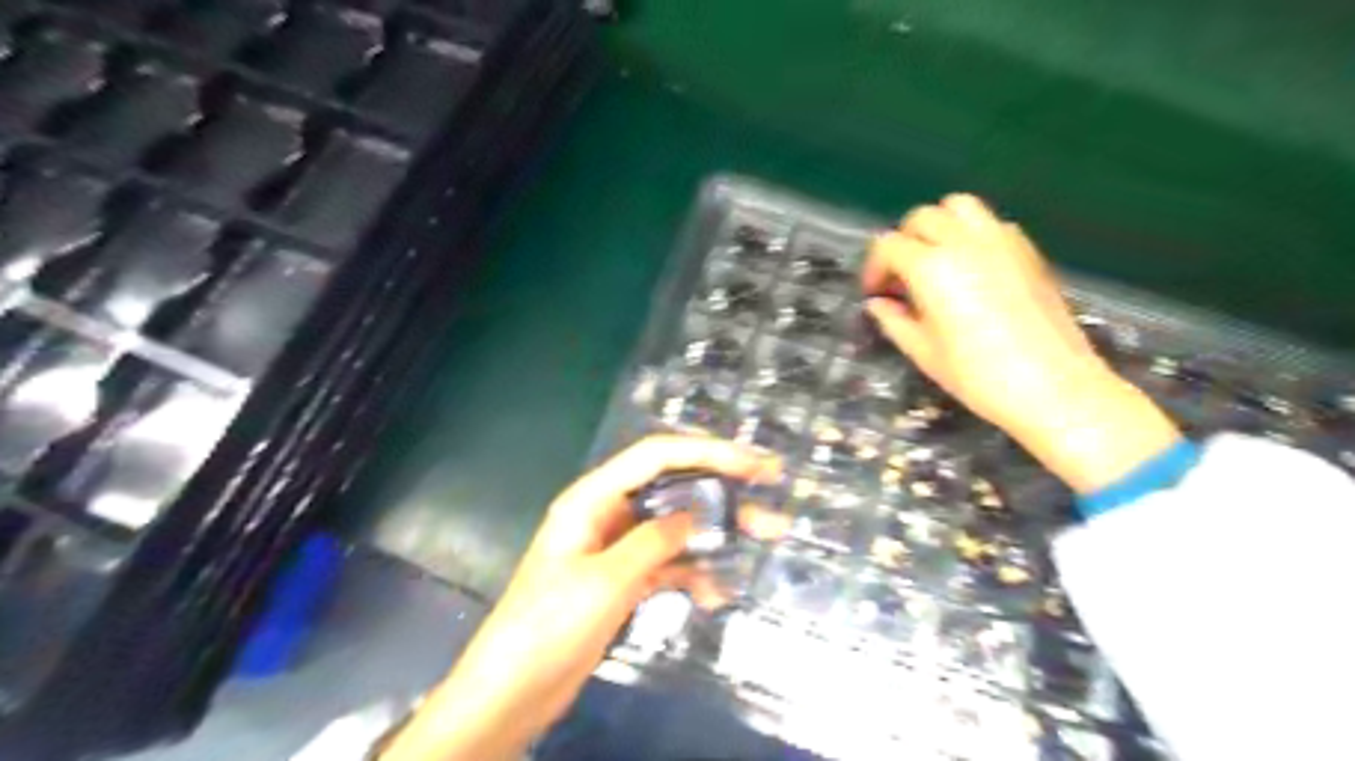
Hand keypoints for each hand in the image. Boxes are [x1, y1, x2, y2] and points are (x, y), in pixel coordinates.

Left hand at [379, 433, 783, 760]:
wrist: (513, 690)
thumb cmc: (548, 626)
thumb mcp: (605, 580)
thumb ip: (653, 541)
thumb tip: (697, 514)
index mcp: (593, 498)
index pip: (657, 456)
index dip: (707, 451)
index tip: (751, 463)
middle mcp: (608, 513)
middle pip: (673, 484)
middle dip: (723, 483)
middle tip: (771, 485)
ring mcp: (619, 547)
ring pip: (677, 525)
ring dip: (718, 531)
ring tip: (766, 535)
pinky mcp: (625, 578)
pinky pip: (670, 563)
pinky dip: (695, 572)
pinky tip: (716, 594)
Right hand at [867, 192, 1175, 492]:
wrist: (1054, 387)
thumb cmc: (978, 376)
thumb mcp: (924, 353)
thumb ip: (895, 321)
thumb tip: (878, 304)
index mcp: (931, 268)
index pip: (888, 246)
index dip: (874, 268)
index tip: (876, 293)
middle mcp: (964, 242)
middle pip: (922, 217)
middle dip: (903, 242)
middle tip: (901, 277)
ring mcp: (1001, 241)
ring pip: (959, 207)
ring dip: (939, 225)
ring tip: (936, 260)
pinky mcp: (1028, 250)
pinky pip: (991, 223)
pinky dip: (972, 233)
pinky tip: (972, 268)